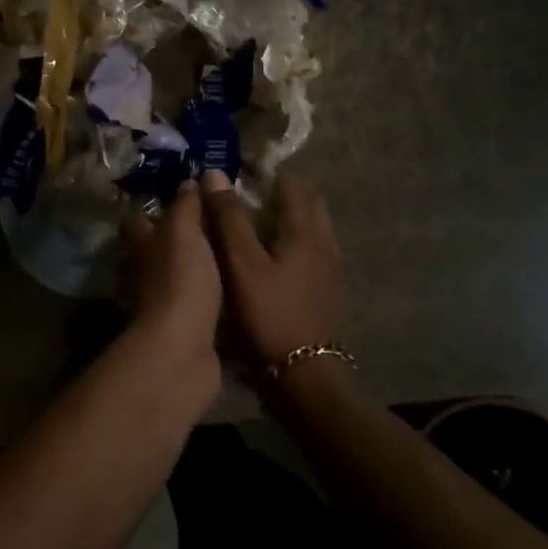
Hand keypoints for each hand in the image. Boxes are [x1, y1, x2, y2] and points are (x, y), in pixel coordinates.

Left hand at [120, 181, 223, 393]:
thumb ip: (187, 206)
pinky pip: (195, 307)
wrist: (183, 350)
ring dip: (194, 271)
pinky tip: (233, 292)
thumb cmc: (181, 280)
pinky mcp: (183, 331)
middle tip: (215, 226)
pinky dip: (208, 300)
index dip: (154, 208)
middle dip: (177, 240)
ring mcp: (162, 305)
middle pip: (155, 250)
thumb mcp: (185, 232)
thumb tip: (188, 181)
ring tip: (230, 256)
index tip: (182, 197)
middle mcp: (146, 273)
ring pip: (175, 279)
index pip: (138, 219)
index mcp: (143, 245)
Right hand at [200, 170, 346, 372]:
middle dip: (286, 193)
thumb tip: (215, 174)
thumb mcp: (242, 265)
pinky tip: (279, 262)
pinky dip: (300, 243)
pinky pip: (317, 253)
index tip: (245, 170)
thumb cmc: (271, 315)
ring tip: (264, 225)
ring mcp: (332, 271)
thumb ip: (230, 219)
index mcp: (304, 231)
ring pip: (316, 230)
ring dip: (295, 218)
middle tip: (255, 195)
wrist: (308, 378)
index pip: (292, 185)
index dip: (269, 172)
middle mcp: (325, 244)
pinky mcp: (331, 294)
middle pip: (311, 204)